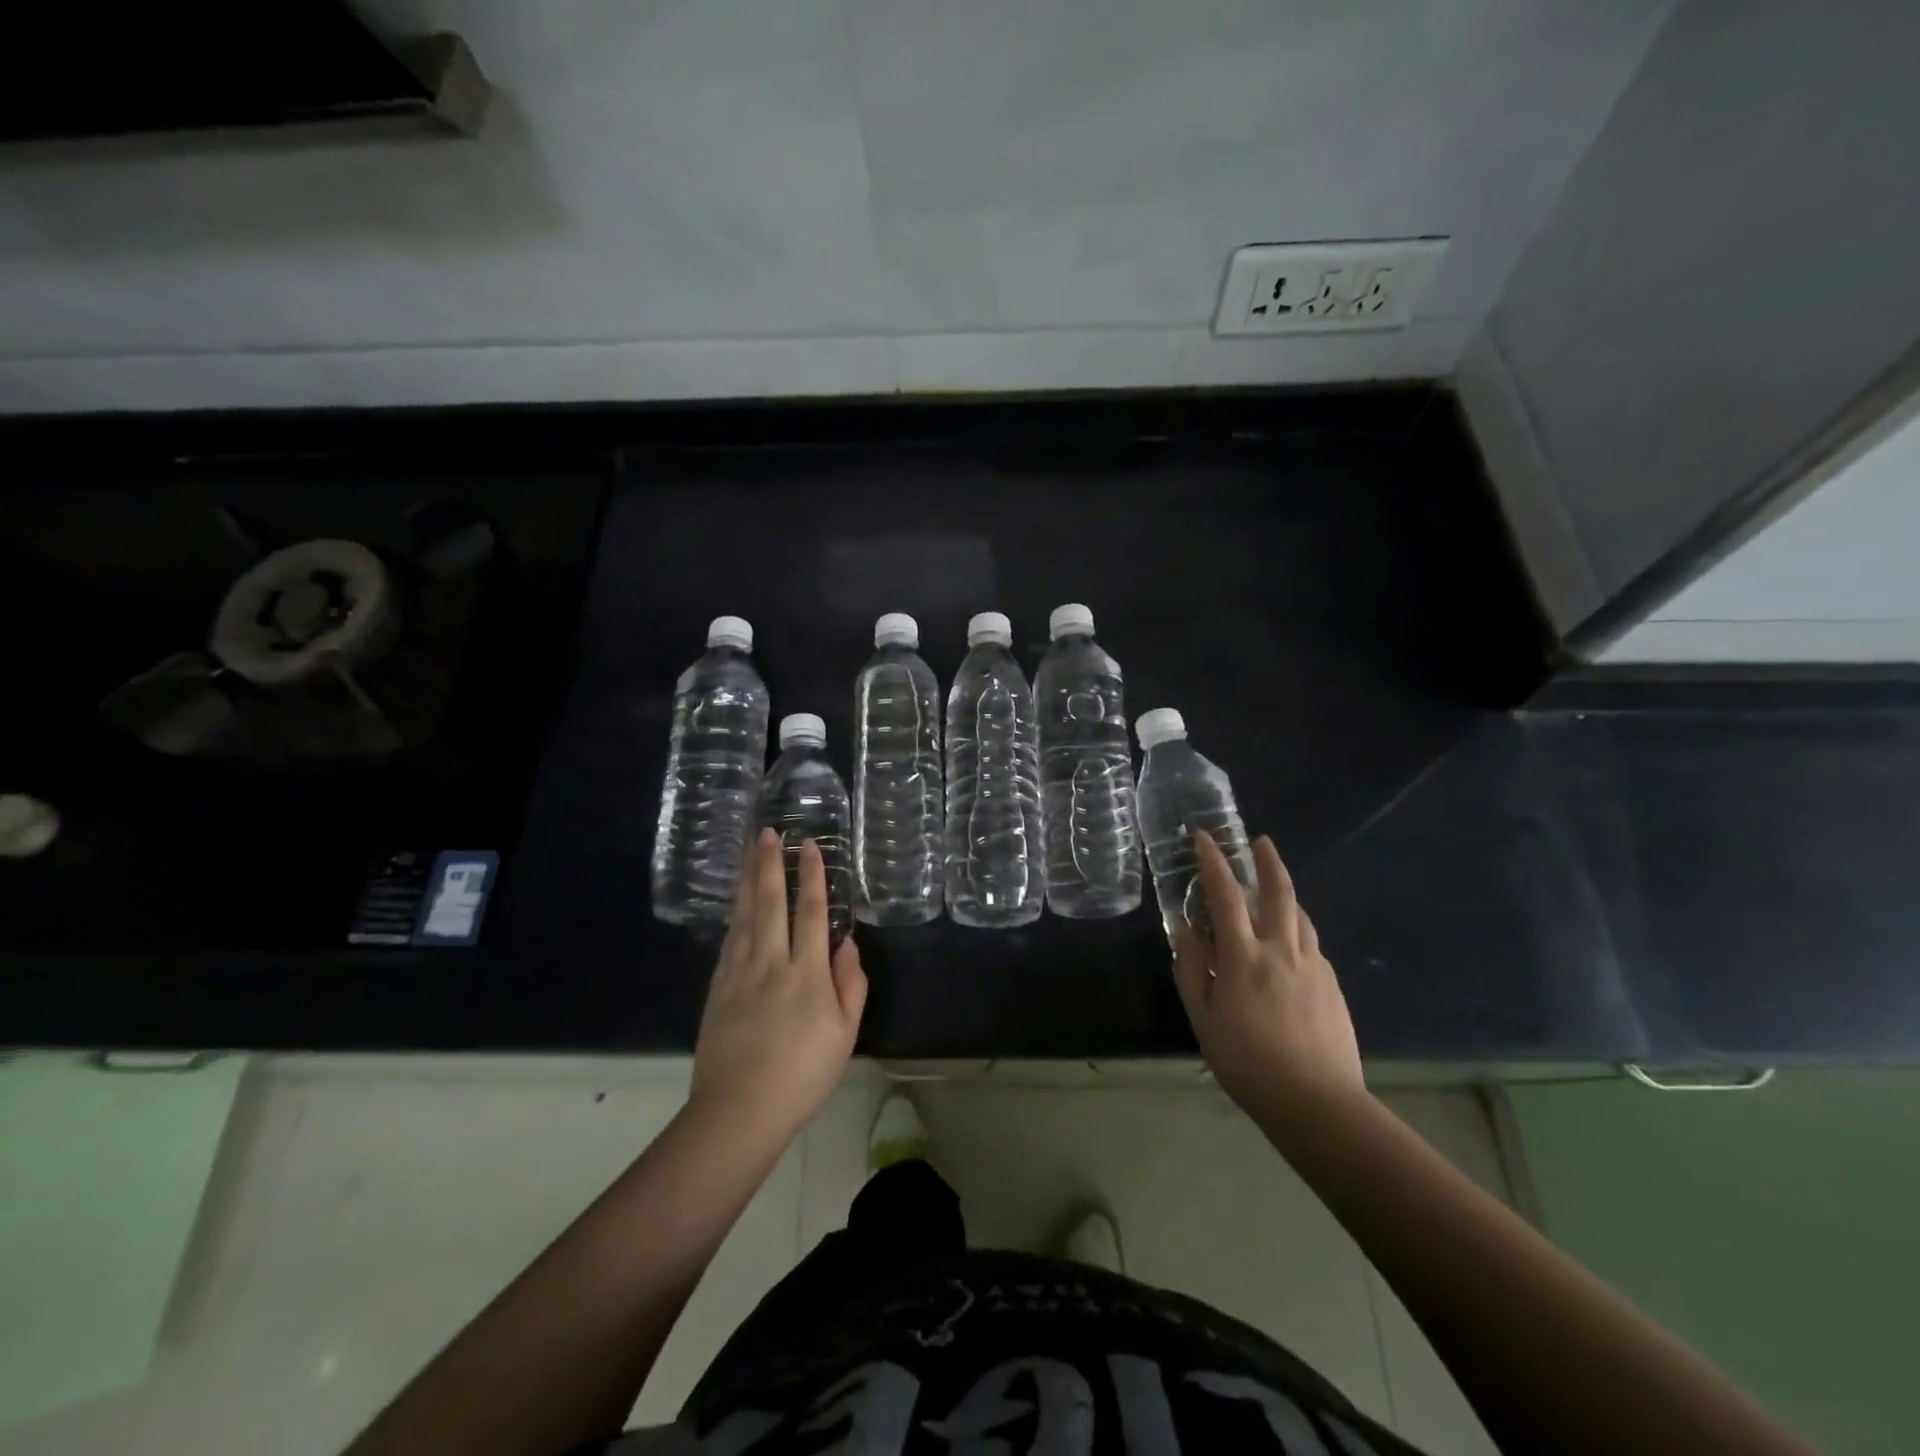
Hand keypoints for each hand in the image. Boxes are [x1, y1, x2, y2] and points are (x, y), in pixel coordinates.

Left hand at [690, 829, 866, 1145]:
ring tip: (749, 853)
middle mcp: (771, 963)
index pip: (810, 912)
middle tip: (768, 833)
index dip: (812, 876)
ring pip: (745, 916)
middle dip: (770, 865)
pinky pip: (729, 941)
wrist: (739, 1110)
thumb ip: (851, 984)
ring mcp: (739, 974)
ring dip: (749, 881)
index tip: (808, 846)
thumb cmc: (803, 1074)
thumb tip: (846, 943)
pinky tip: (736, 903)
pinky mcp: (717, 989)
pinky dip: (735, 916)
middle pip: (771, 903)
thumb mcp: (845, 1034)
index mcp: (807, 973)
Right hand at [1173, 832, 1364, 1118]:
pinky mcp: (1332, 984)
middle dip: (1267, 860)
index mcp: (1244, 957)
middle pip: (1278, 891)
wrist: (1317, 1103)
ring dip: (1285, 892)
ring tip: (1272, 888)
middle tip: (1259, 841)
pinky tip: (1287, 945)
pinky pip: (1311, 943)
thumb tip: (1186, 931)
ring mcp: (1313, 965)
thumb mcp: (1204, 1019)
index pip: (1225, 896)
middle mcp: (1282, 950)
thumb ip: (1192, 970)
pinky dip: (1295, 928)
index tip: (1204, 837)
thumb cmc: (1248, 1063)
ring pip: (1300, 915)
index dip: (1213, 862)